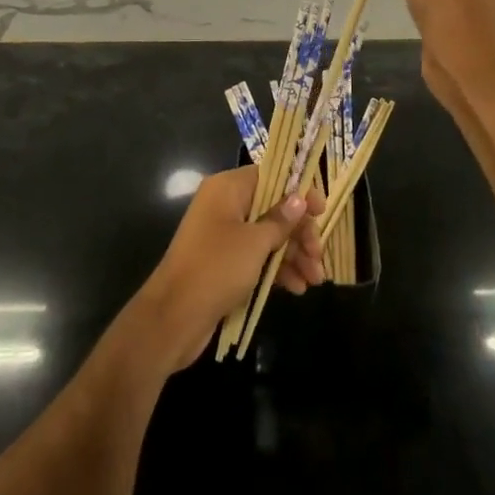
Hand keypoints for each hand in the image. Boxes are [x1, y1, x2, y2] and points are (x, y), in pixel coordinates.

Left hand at [130, 166, 325, 373]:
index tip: (321, 211)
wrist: (173, 317)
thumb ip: (280, 220)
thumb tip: (299, 199)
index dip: (298, 191)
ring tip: (315, 279)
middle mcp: (226, 205)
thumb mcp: (254, 243)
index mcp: (228, 188)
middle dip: (299, 232)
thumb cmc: (216, 268)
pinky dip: (277, 269)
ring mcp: (224, 235)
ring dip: (293, 254)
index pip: (271, 177)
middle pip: (273, 208)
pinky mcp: (224, 263)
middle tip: (319, 256)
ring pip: (268, 235)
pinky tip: (297, 288)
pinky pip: (257, 257)